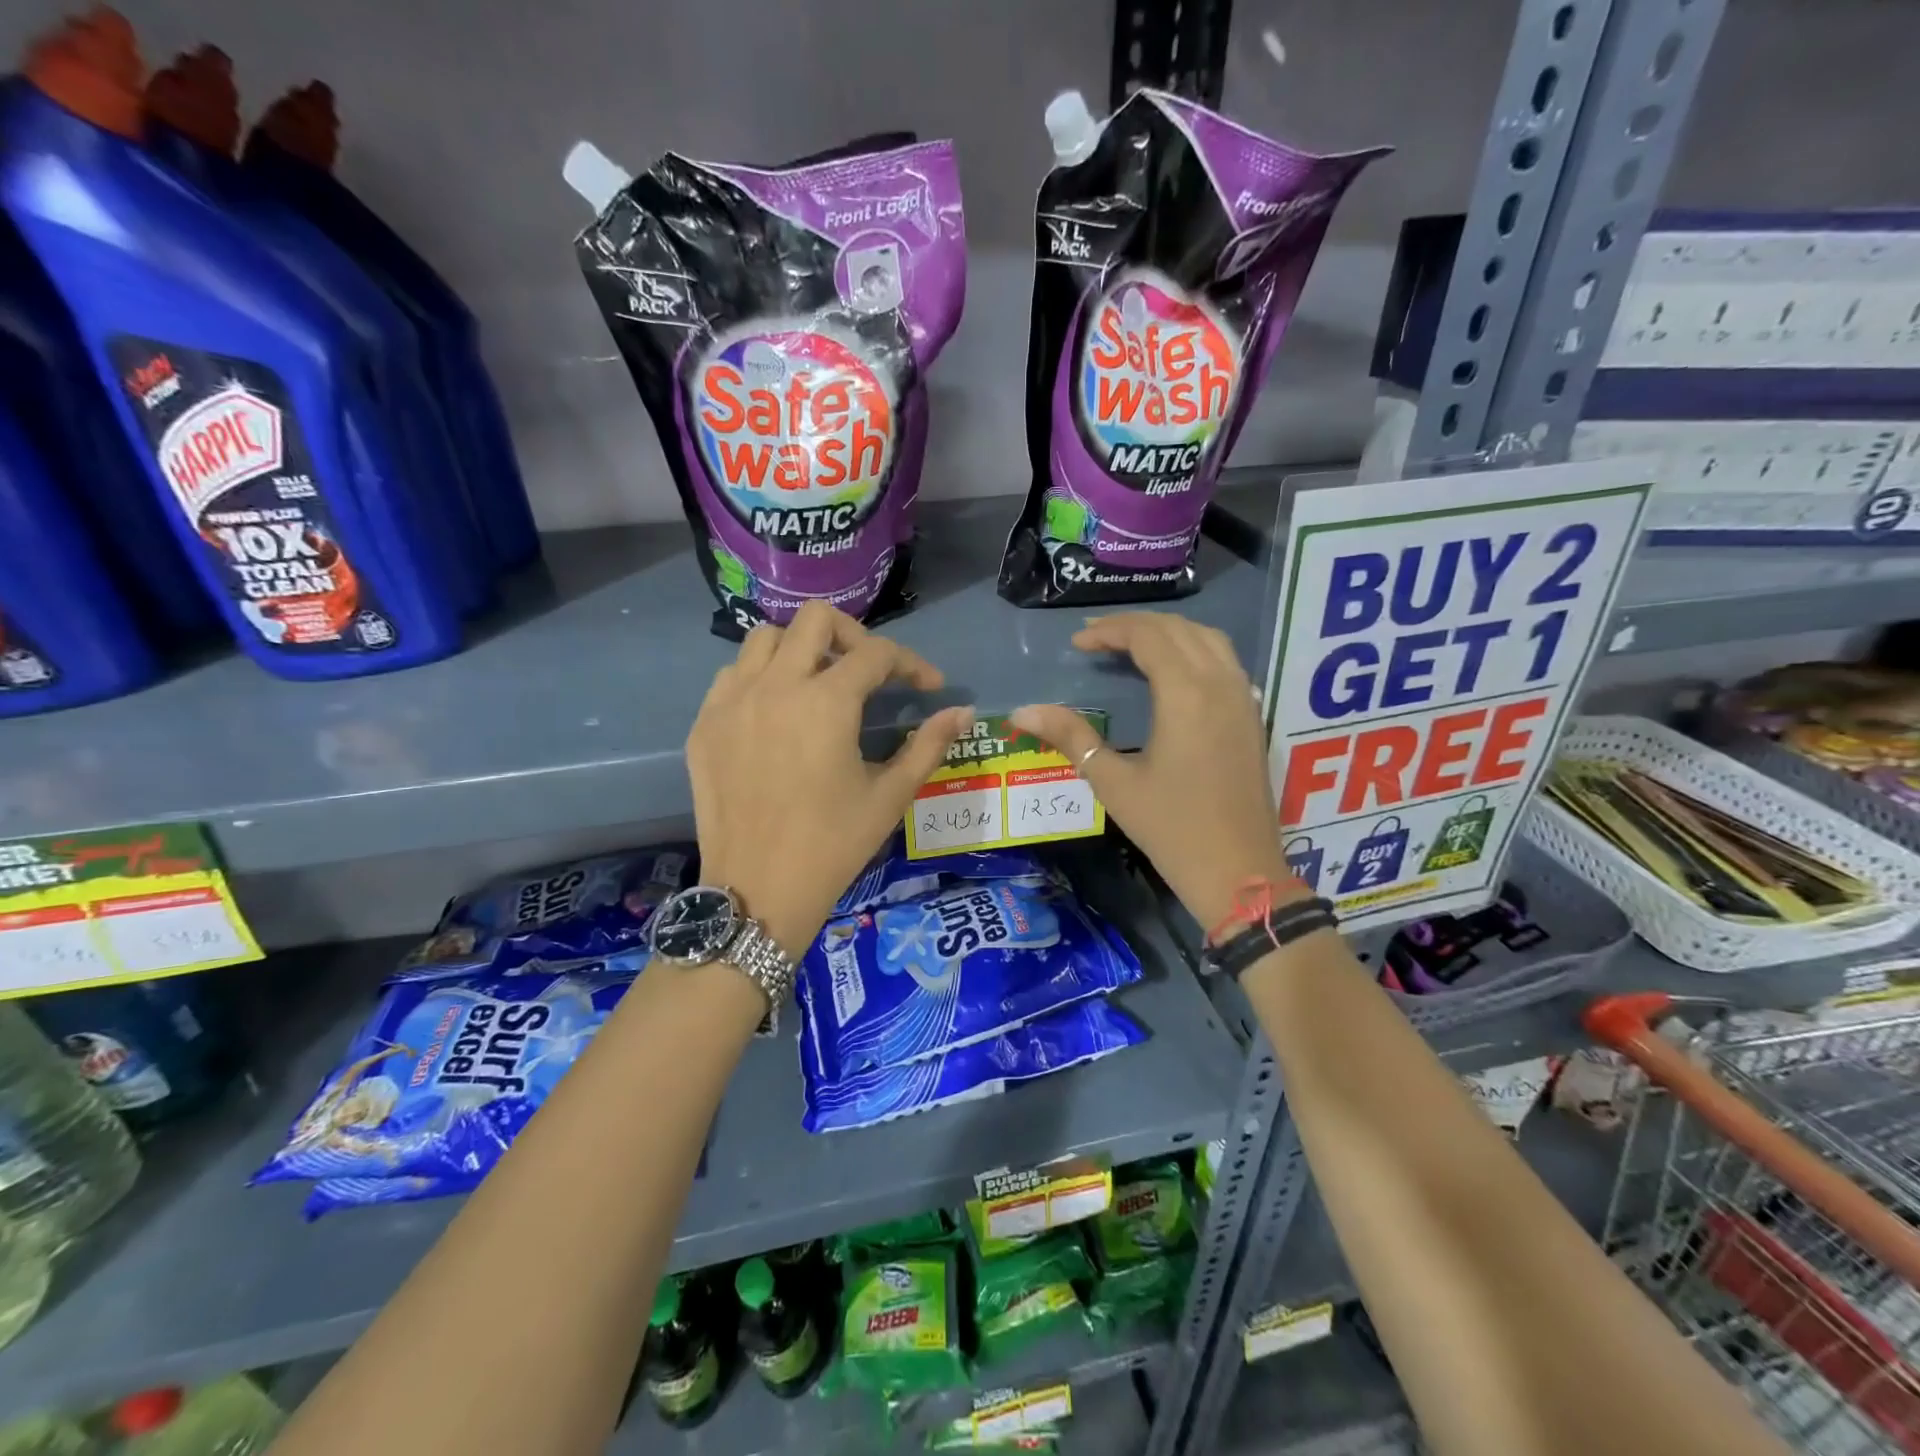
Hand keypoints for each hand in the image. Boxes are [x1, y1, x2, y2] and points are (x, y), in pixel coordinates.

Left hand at [687, 602, 973, 957]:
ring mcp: (732, 702)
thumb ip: (929, 745)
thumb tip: (962, 712)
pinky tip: (778, 712)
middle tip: (870, 673)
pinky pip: (733, 675)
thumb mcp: (890, 796)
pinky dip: (761, 677)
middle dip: (854, 636)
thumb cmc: (833, 846)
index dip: (912, 663)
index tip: (929, 687)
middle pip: (816, 619)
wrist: (757, 891)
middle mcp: (775, 686)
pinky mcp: (705, 724)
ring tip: (820, 684)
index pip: (877, 654)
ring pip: (766, 639)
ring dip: (802, 649)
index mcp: (826, 702)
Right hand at [1011, 613, 1303, 931]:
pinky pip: (1226, 662)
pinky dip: (1195, 651)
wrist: (1239, 873)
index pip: (1148, 636)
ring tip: (1132, 647)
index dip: (1110, 631)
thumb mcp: (1114, 782)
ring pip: (1209, 640)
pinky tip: (1174, 673)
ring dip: (1169, 633)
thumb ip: (1071, 737)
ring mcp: (1244, 699)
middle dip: (1136, 626)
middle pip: (1179, 629)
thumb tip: (1022, 711)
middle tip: (1097, 639)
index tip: (1077, 644)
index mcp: (1186, 694)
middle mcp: (1221, 684)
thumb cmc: (1172, 828)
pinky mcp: (1253, 718)